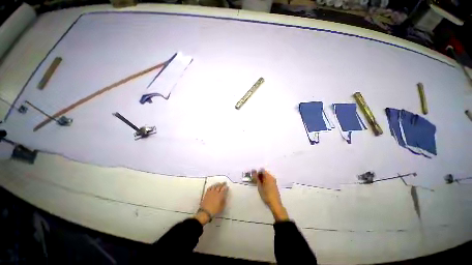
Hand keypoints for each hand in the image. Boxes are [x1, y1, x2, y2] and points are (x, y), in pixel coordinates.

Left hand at [195, 182, 228, 224]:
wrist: (205, 212)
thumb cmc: (215, 210)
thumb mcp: (221, 207)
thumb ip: (223, 201)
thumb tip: (224, 196)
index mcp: (220, 195)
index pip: (224, 189)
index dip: (225, 187)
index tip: (227, 186)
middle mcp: (216, 192)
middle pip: (219, 186)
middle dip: (222, 184)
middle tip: (224, 182)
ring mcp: (211, 192)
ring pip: (214, 186)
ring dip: (217, 184)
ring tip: (219, 183)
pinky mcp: (207, 193)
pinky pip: (209, 188)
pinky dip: (212, 186)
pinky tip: (212, 186)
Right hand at [253, 169, 288, 220]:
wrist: (275, 204)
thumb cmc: (266, 194)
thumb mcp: (259, 186)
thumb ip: (256, 178)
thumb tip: (253, 170)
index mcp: (268, 176)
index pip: (262, 170)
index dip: (257, 173)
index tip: (254, 177)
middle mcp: (272, 177)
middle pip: (264, 173)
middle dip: (259, 176)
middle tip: (255, 181)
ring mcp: (274, 181)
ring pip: (266, 177)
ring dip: (262, 179)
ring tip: (258, 184)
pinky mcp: (274, 185)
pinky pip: (268, 180)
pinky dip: (265, 181)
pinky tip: (262, 187)